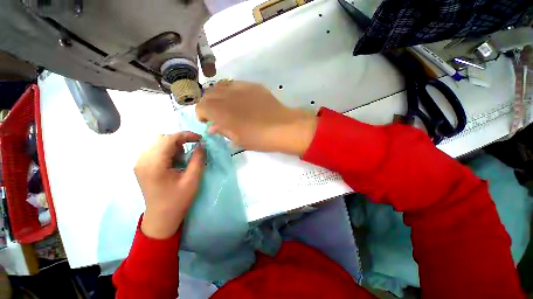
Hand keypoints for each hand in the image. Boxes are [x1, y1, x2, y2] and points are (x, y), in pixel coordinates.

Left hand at [135, 132, 204, 238]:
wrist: (161, 218)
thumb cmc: (178, 200)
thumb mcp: (192, 180)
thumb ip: (198, 160)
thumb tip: (201, 145)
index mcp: (154, 164)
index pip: (168, 139)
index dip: (186, 135)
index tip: (200, 138)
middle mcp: (143, 160)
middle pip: (162, 138)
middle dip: (180, 141)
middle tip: (193, 149)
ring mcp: (140, 163)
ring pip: (158, 143)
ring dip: (174, 146)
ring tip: (183, 159)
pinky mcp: (142, 166)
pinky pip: (155, 150)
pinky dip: (168, 151)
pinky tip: (175, 162)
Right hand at [196, 81, 316, 154]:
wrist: (283, 127)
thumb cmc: (260, 138)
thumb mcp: (238, 140)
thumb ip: (223, 131)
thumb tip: (213, 126)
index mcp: (221, 112)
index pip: (201, 106)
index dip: (202, 114)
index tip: (208, 122)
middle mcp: (227, 96)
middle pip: (209, 93)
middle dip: (208, 104)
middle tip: (217, 114)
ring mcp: (241, 88)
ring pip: (221, 86)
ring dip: (219, 96)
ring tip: (227, 106)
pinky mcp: (253, 85)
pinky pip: (236, 84)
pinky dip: (232, 91)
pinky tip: (240, 100)